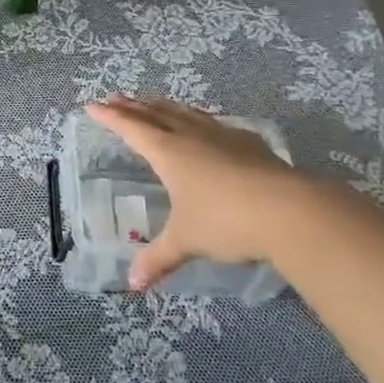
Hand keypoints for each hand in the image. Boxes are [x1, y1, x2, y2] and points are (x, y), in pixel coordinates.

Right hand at [86, 95, 305, 289]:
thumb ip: (158, 259)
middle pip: (156, 113)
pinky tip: (207, 126)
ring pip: (186, 113)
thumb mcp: (185, 241)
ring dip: (164, 106)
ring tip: (153, 102)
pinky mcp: (250, 143)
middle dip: (133, 106)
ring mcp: (223, 136)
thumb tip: (133, 284)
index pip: (130, 128)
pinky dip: (199, 119)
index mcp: (168, 152)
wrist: (291, 211)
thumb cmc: (226, 221)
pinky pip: (214, 123)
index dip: (109, 117)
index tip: (92, 105)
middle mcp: (191, 136)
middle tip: (116, 98)